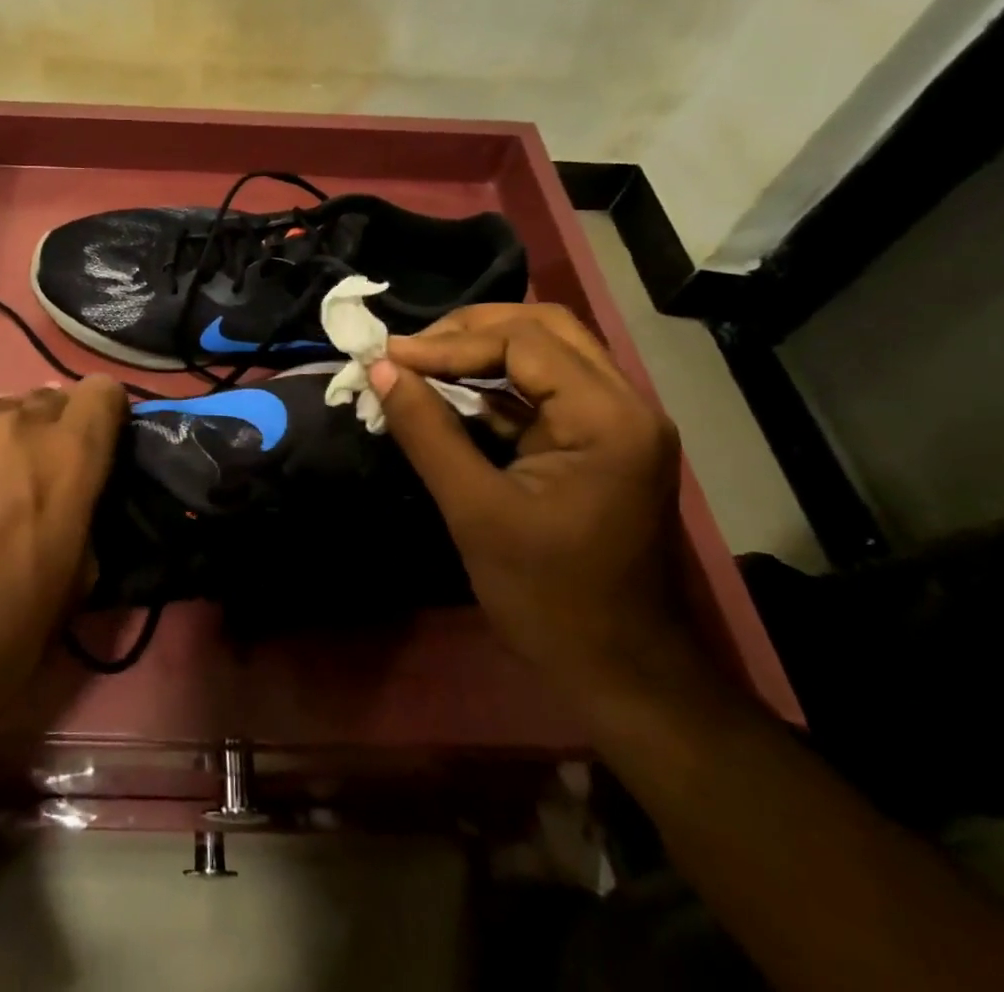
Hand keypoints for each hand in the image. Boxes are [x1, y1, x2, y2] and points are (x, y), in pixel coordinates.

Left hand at [0, 377, 126, 756]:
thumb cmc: (0, 637)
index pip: (101, 391)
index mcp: (63, 455)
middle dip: (44, 435)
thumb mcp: (74, 583)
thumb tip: (72, 493)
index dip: (102, 417)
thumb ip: (83, 513)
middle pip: (43, 400)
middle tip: (26, 483)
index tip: (94, 445)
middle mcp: (8, 424)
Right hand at [369, 304, 698, 707]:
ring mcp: (617, 422)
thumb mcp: (475, 511)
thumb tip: (379, 369)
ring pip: (547, 351)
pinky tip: (450, 393)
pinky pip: (545, 387)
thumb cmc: (550, 598)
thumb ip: (426, 431)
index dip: (448, 343)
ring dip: (481, 349)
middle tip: (409, 352)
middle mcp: (624, 404)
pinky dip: (495, 381)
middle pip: (543, 328)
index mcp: (607, 418)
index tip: (388, 358)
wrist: (622, 674)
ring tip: (421, 363)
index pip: (523, 342)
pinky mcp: (600, 441)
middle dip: (469, 330)